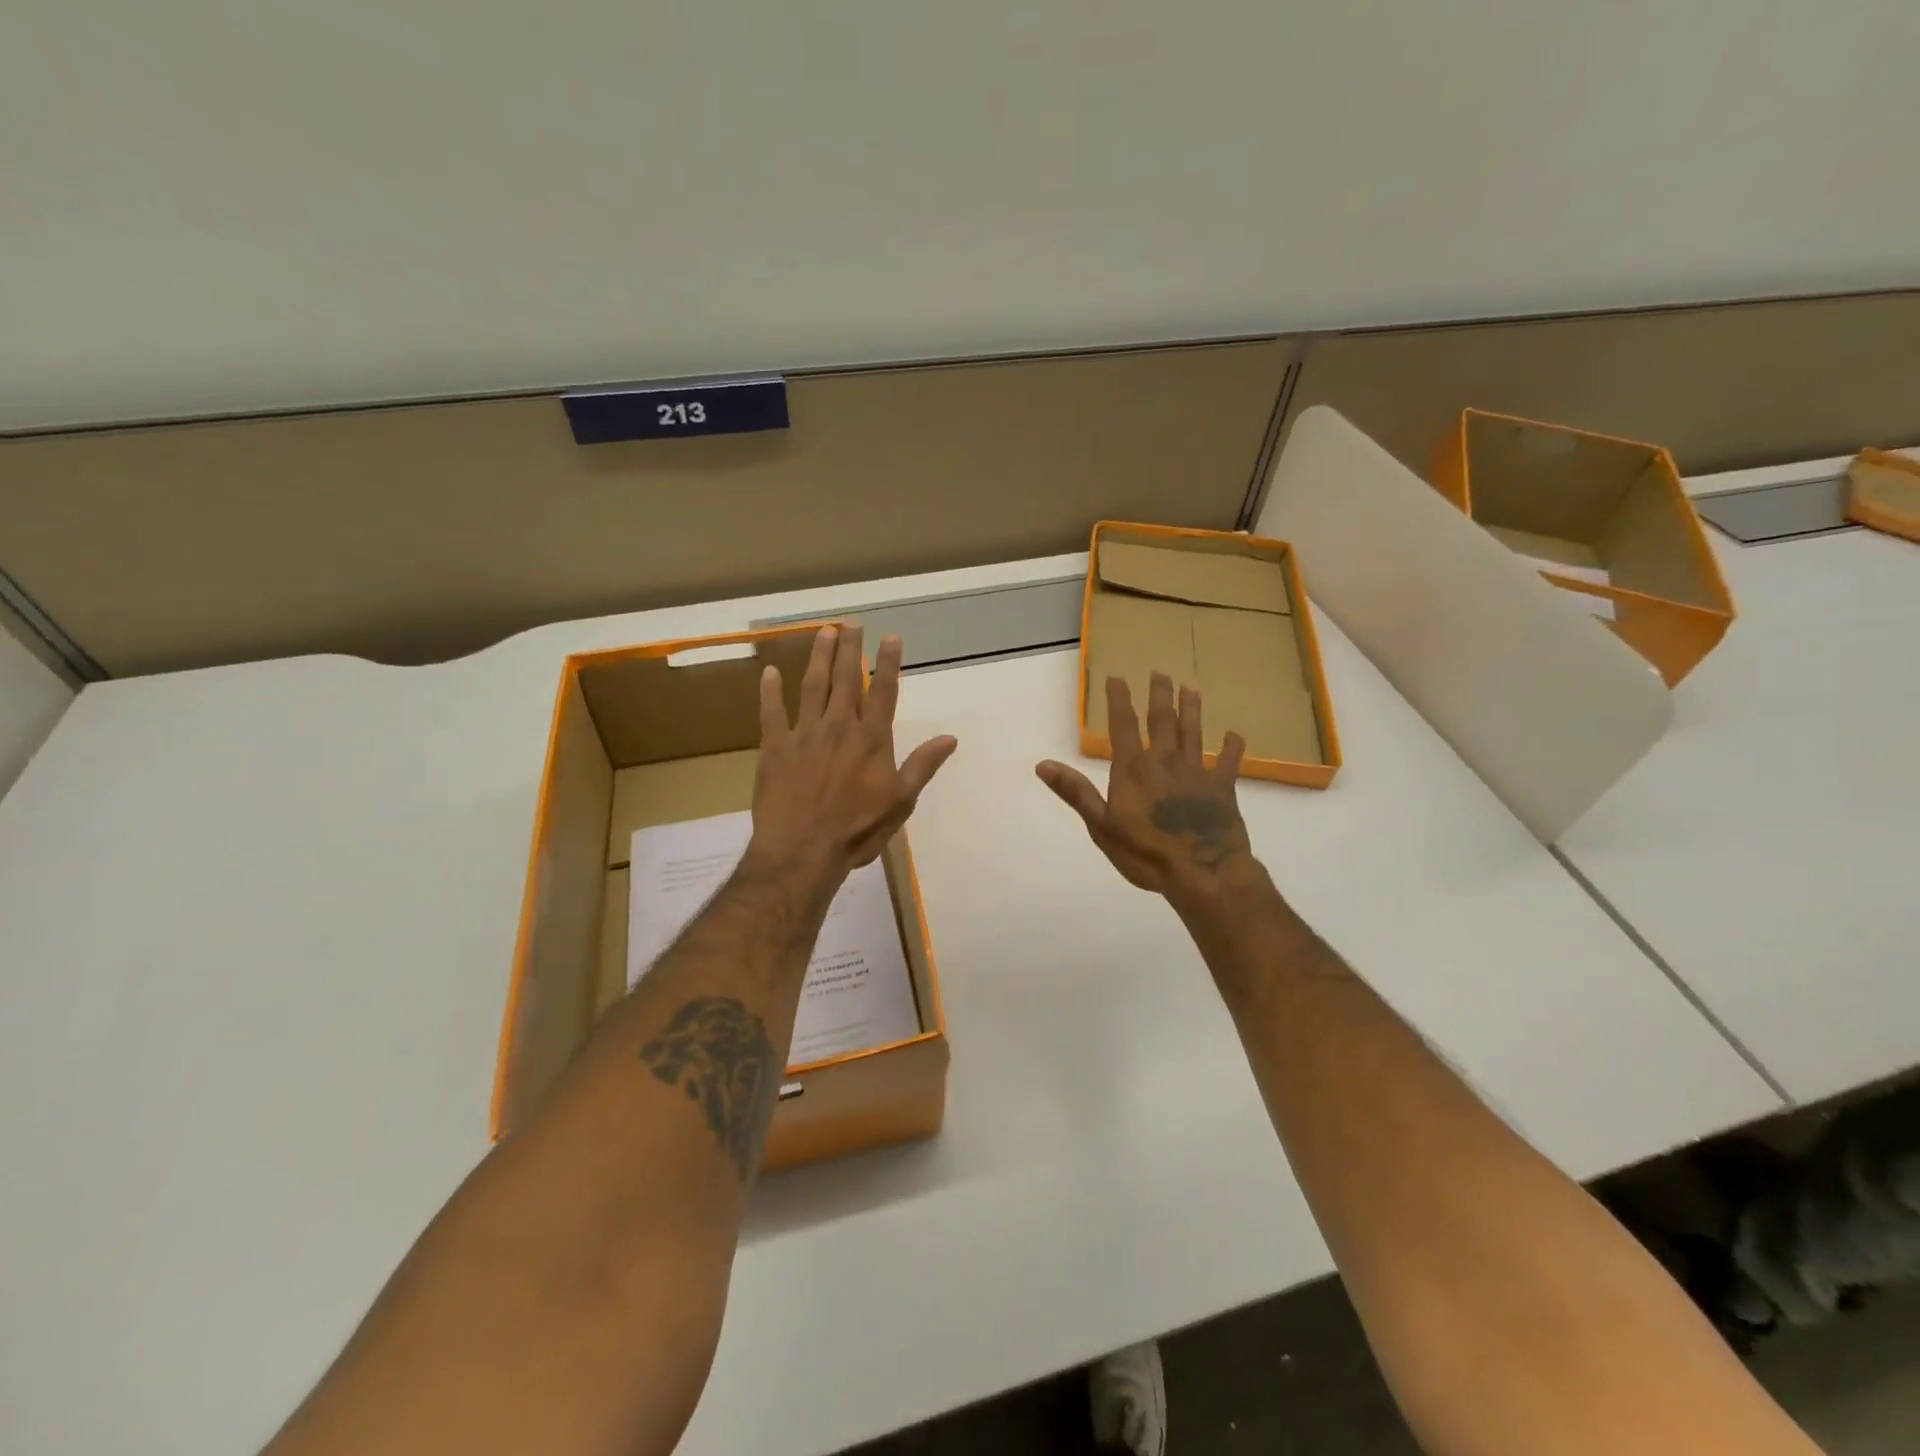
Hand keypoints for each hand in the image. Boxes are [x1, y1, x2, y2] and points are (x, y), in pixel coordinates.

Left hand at [750, 624, 956, 885]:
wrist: (802, 851)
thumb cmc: (857, 830)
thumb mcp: (901, 802)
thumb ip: (922, 765)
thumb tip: (950, 737)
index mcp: (871, 739)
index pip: (884, 691)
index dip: (888, 662)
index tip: (890, 636)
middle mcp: (839, 726)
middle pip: (847, 679)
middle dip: (851, 649)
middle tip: (851, 623)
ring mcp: (804, 733)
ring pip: (812, 685)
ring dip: (819, 657)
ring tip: (824, 632)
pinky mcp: (775, 747)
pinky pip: (770, 712)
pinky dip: (770, 691)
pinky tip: (770, 672)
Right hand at [1036, 673, 1253, 904]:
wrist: (1203, 872)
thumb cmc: (1146, 853)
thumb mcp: (1101, 826)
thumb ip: (1075, 792)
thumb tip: (1043, 764)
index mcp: (1134, 769)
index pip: (1123, 725)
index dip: (1118, 700)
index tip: (1117, 677)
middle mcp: (1165, 761)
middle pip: (1162, 720)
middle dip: (1160, 695)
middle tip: (1160, 672)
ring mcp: (1196, 772)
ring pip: (1194, 732)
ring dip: (1192, 710)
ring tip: (1191, 689)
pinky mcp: (1223, 788)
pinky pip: (1228, 761)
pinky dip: (1231, 747)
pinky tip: (1233, 735)